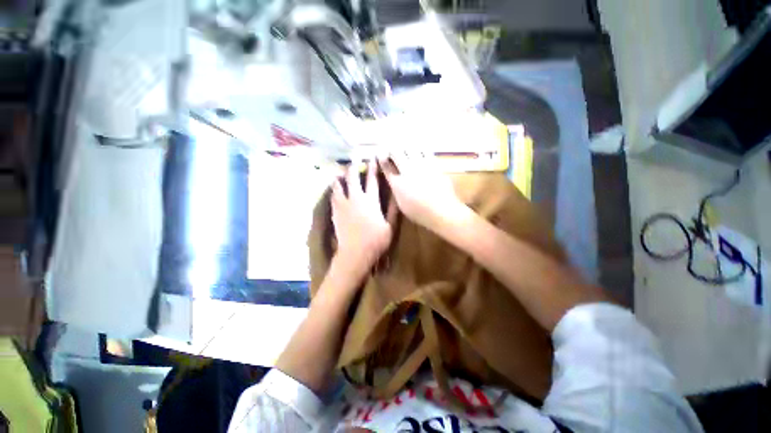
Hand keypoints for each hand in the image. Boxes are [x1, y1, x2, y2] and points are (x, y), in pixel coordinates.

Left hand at [331, 161, 396, 278]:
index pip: (372, 181)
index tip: (373, 159)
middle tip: (354, 159)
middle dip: (354, 167)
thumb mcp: (390, 226)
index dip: (373, 168)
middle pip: (353, 178)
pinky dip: (334, 191)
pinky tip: (334, 188)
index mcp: (371, 202)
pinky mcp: (335, 212)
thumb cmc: (376, 241)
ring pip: (339, 186)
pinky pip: (333, 197)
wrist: (355, 253)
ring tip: (339, 172)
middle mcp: (356, 199)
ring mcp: (344, 205)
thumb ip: (393, 210)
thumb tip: (397, 196)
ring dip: (340, 177)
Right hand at [380, 154, 467, 229]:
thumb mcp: (401, 204)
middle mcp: (408, 171)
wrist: (442, 211)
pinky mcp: (434, 164)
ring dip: (404, 146)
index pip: (386, 166)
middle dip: (391, 149)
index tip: (379, 155)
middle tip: (391, 151)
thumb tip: (393, 179)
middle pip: (395, 152)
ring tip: (404, 148)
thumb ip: (396, 189)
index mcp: (398, 183)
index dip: (381, 158)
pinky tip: (419, 150)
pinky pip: (425, 150)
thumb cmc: (419, 212)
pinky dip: (419, 148)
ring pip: (410, 147)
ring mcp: (422, 166)